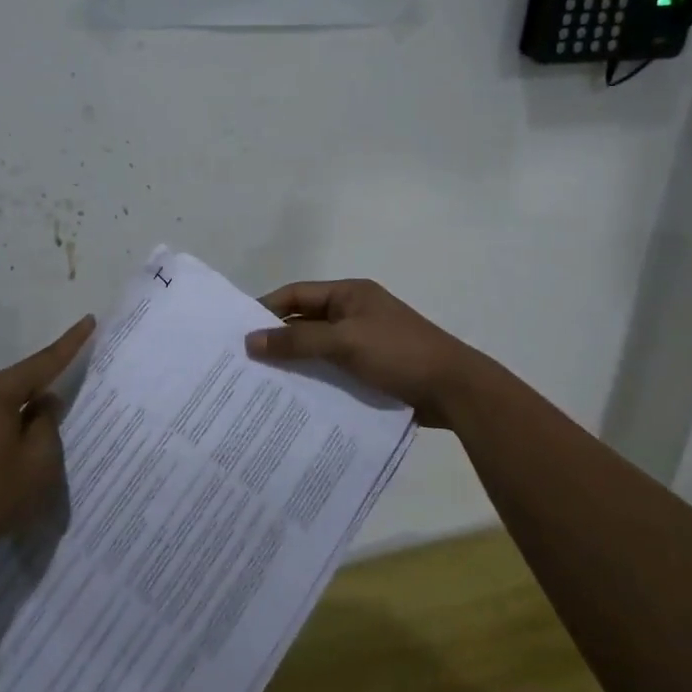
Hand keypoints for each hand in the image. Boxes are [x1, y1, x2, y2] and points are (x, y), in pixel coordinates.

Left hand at [0, 316, 95, 575]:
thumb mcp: (37, 464)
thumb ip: (47, 426)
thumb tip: (44, 404)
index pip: (42, 362)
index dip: (70, 343)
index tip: (88, 320)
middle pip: (20, 382)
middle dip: (46, 388)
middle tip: (73, 394)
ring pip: (3, 404)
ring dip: (24, 415)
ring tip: (44, 439)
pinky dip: (7, 430)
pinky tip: (13, 455)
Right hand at [244, 280, 489, 427]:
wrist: (454, 390)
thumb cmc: (398, 354)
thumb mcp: (345, 342)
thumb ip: (297, 340)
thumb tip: (250, 341)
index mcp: (350, 294)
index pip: (298, 294)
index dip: (267, 308)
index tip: (237, 329)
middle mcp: (354, 313)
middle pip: (305, 320)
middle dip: (276, 338)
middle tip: (242, 360)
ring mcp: (363, 342)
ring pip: (317, 348)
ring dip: (294, 361)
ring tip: (260, 382)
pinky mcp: (371, 369)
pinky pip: (332, 369)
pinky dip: (314, 378)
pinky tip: (293, 397)